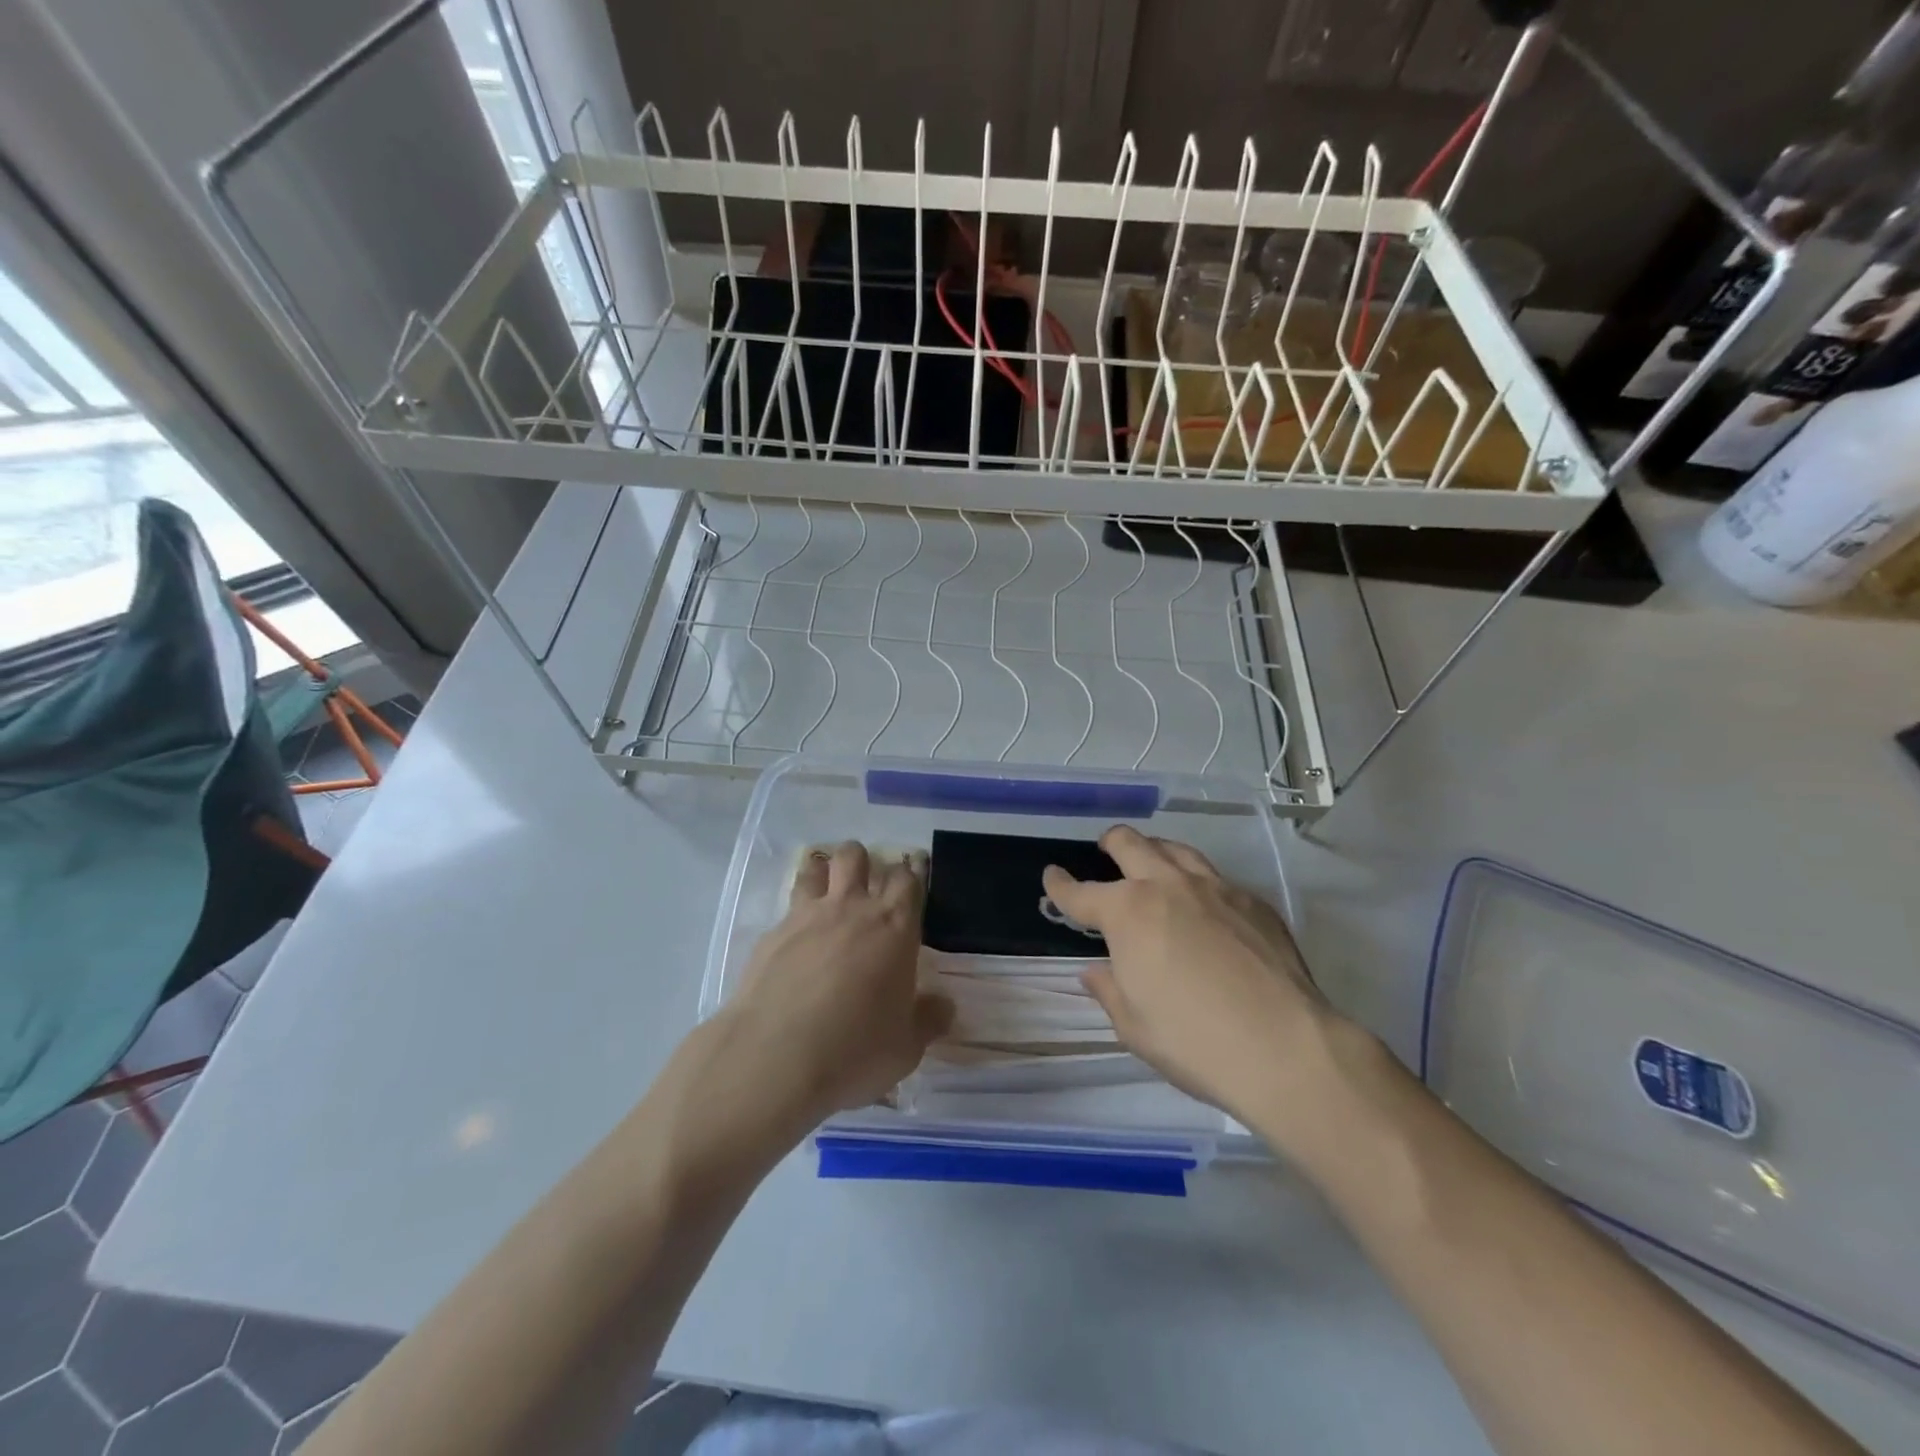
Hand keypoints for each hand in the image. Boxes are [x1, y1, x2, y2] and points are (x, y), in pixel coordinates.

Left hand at [717, 842, 951, 1132]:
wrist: (775, 1058)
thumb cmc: (855, 1050)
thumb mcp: (906, 1047)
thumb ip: (926, 1020)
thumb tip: (943, 1007)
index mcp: (893, 927)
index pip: (907, 879)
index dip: (910, 876)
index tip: (911, 885)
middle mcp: (851, 909)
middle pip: (855, 856)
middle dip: (862, 862)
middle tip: (866, 887)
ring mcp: (806, 917)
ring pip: (815, 869)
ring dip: (823, 874)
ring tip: (826, 896)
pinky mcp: (770, 935)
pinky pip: (786, 911)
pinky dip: (794, 918)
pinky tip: (793, 946)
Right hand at [1041, 826, 1339, 1136]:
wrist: (1286, 1048)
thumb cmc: (1195, 1042)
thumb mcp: (1135, 1027)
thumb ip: (1110, 990)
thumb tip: (1095, 971)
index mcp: (1128, 913)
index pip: (1081, 893)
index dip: (1060, 885)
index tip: (1051, 877)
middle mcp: (1168, 886)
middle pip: (1131, 844)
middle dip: (1110, 843)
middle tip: (1104, 850)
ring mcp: (1216, 888)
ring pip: (1176, 849)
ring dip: (1155, 850)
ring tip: (1151, 861)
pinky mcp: (1254, 902)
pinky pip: (1216, 877)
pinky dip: (1196, 881)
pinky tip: (1204, 904)